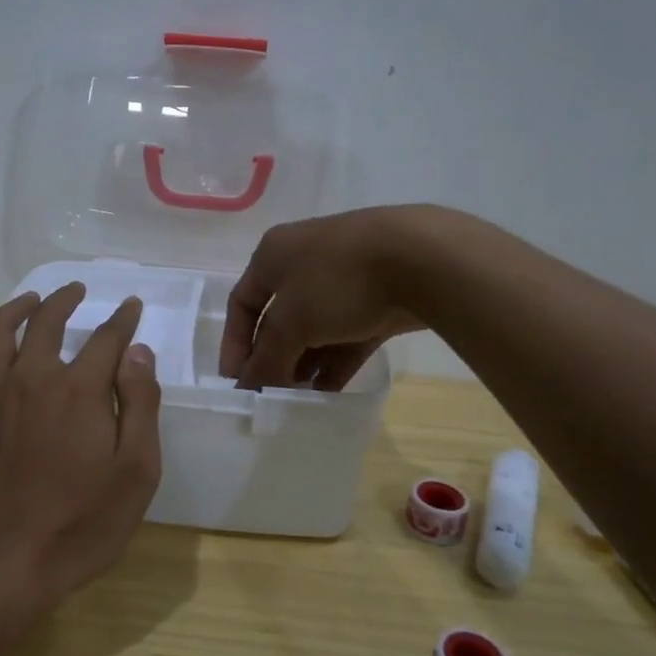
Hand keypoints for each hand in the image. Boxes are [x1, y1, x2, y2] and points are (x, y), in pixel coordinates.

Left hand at [0, 283, 162, 612]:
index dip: (122, 319)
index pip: (106, 338)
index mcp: (78, 389)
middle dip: (64, 300)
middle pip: (46, 321)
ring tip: (28, 301)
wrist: (2, 563)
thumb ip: (140, 404)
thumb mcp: (136, 470)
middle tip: (75, 290)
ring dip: (14, 308)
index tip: (131, 306)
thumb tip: (137, 352)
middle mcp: (31, 378)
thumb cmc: (80, 522)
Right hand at [220, 208, 431, 389]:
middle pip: (278, 319)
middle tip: (271, 396)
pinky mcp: (377, 298)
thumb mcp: (291, 322)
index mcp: (274, 255)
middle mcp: (304, 262)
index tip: (236, 383)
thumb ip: (266, 358)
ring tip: (299, 400)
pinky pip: (347, 335)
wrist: (421, 258)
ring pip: (315, 329)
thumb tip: (247, 387)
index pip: (242, 303)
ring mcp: (344, 279)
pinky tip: (329, 393)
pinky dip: (335, 362)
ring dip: (304, 364)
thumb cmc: (338, 281)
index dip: (234, 344)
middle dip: (272, 358)